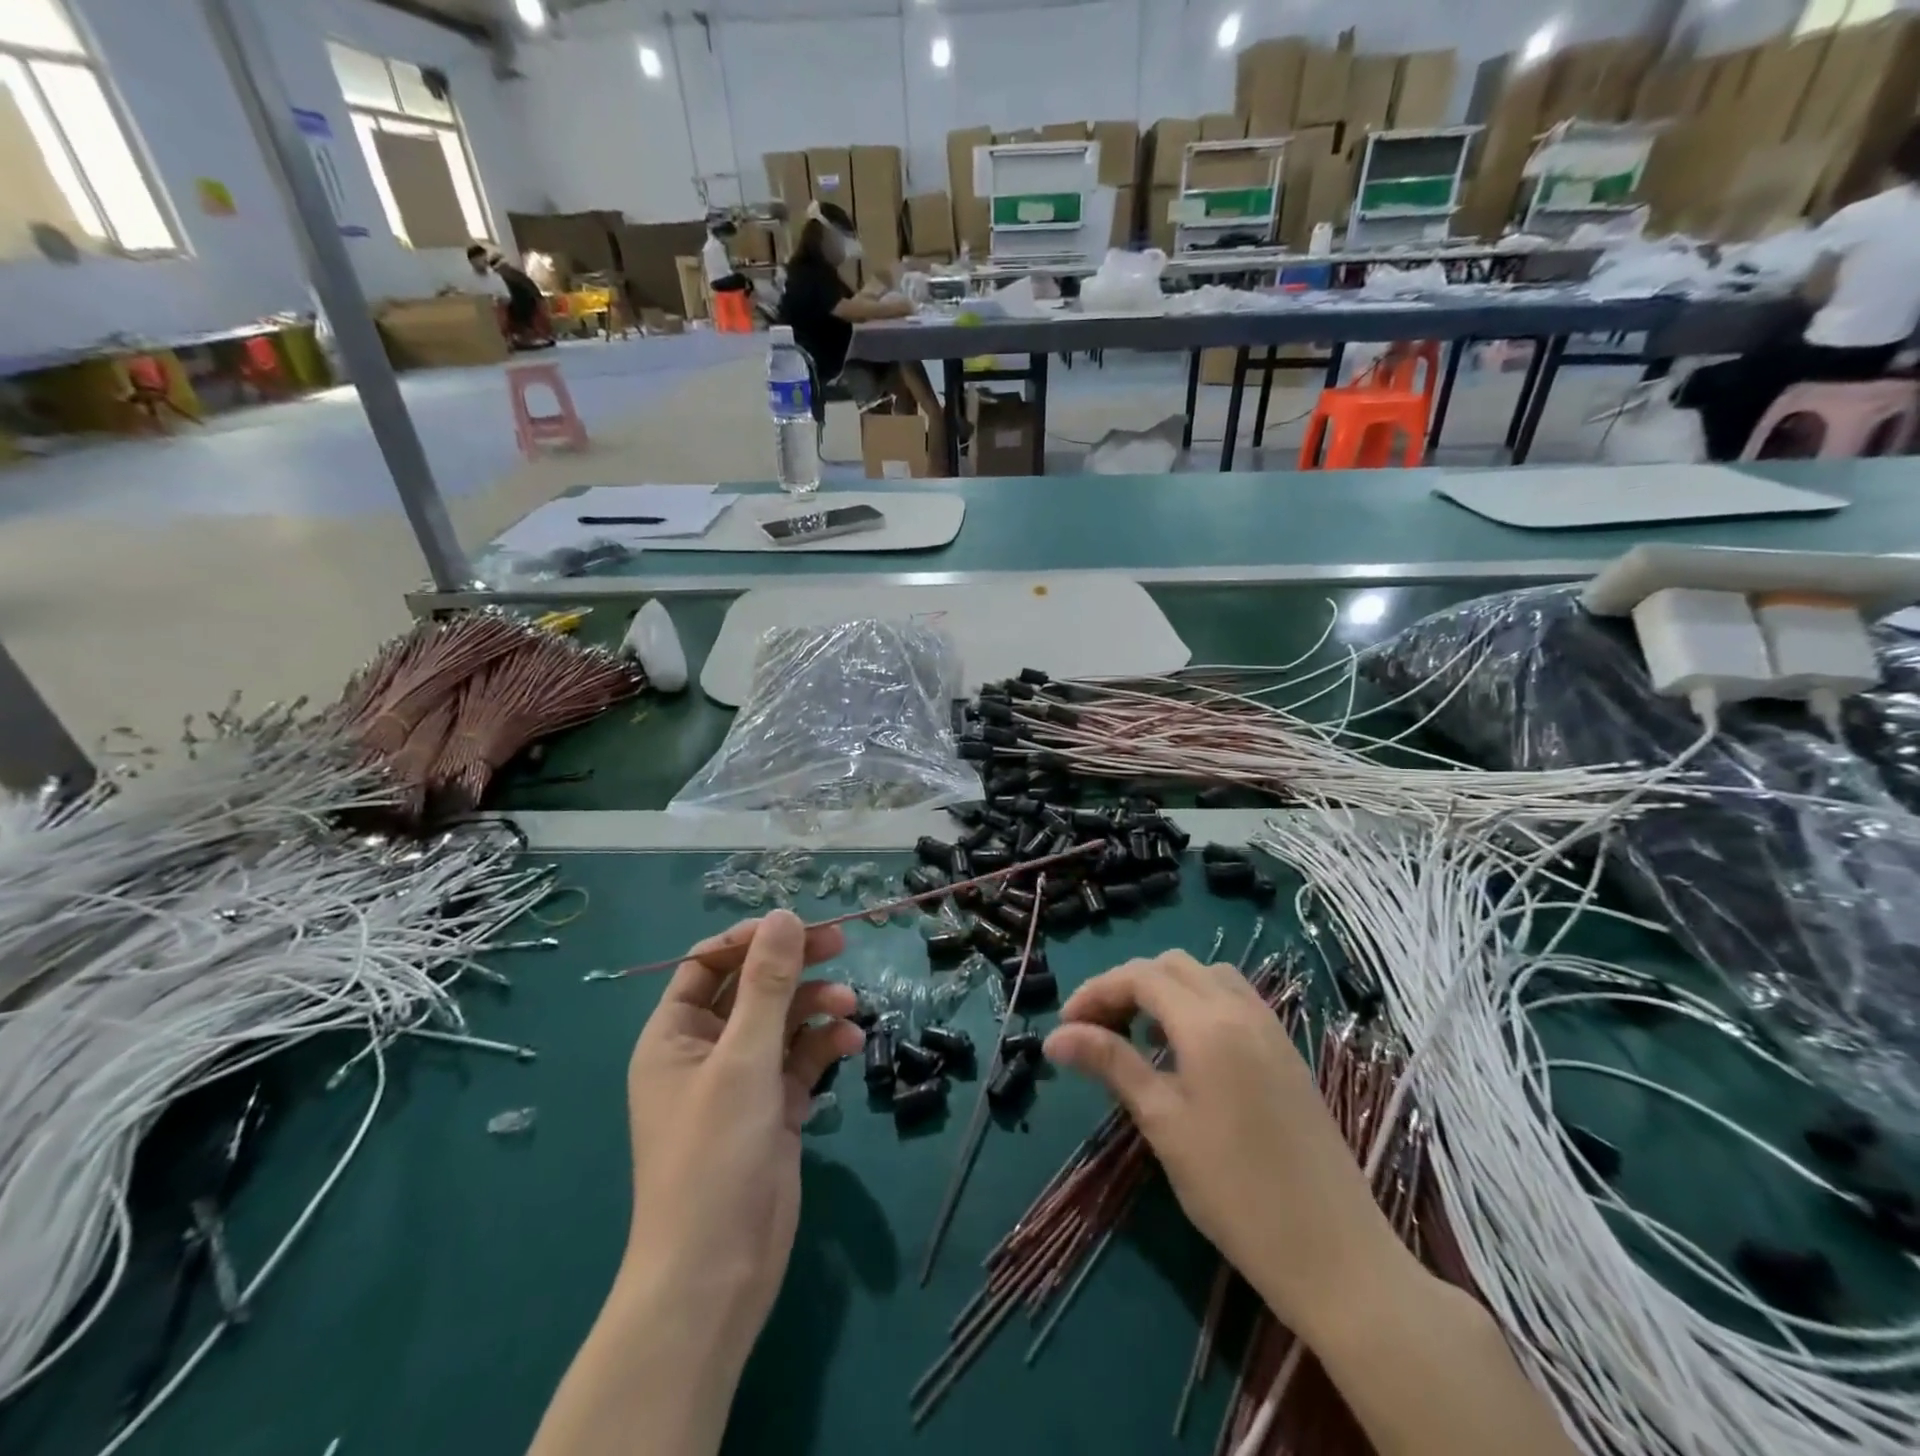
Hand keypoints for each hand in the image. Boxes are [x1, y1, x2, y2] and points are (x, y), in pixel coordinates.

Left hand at [621, 911, 862, 1365]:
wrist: (717, 1274)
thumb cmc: (714, 1156)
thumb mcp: (743, 1059)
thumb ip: (767, 984)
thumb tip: (784, 915)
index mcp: (674, 1035)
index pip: (707, 964)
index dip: (750, 940)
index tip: (797, 926)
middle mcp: (704, 1051)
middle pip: (751, 988)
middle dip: (793, 966)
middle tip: (840, 944)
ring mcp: (740, 1082)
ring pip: (781, 1022)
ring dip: (815, 1006)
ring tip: (850, 1004)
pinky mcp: (773, 1109)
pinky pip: (799, 1059)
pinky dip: (823, 1044)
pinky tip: (849, 1040)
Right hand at [1043, 952, 1412, 1337]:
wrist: (1338, 1255)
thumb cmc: (1236, 1190)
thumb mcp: (1164, 1123)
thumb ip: (1111, 1064)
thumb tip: (1054, 1037)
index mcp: (1208, 1023)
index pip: (1140, 976)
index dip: (1096, 991)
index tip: (1065, 1027)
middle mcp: (1242, 1009)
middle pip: (1172, 966)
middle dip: (1127, 985)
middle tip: (1097, 1029)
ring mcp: (1271, 1028)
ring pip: (1207, 977)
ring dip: (1165, 990)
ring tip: (1140, 1035)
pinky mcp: (1287, 1052)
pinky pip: (1234, 1000)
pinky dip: (1198, 1004)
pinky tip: (1186, 1050)